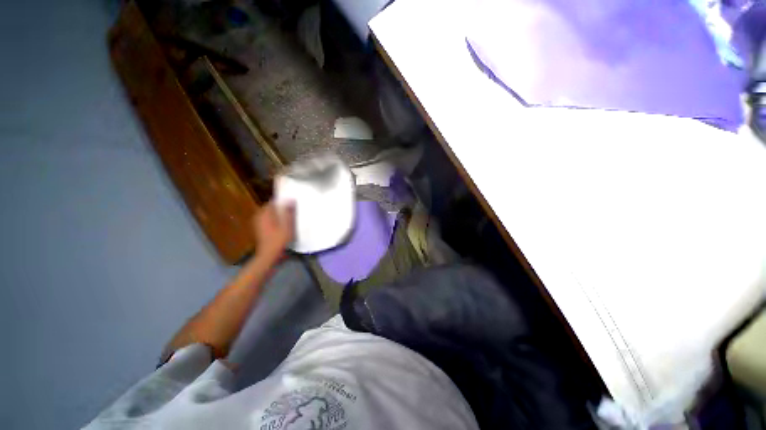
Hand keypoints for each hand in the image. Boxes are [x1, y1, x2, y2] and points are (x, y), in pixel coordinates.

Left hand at [253, 201, 294, 259]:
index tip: (291, 202)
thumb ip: (289, 212)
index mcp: (265, 213)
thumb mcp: (287, 225)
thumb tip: (291, 199)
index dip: (282, 201)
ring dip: (278, 214)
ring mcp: (258, 223)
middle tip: (292, 209)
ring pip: (269, 214)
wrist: (268, 255)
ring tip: (289, 216)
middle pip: (271, 208)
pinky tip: (282, 224)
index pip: (272, 202)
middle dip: (280, 207)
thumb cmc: (278, 240)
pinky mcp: (260, 229)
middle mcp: (259, 216)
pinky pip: (268, 220)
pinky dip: (275, 220)